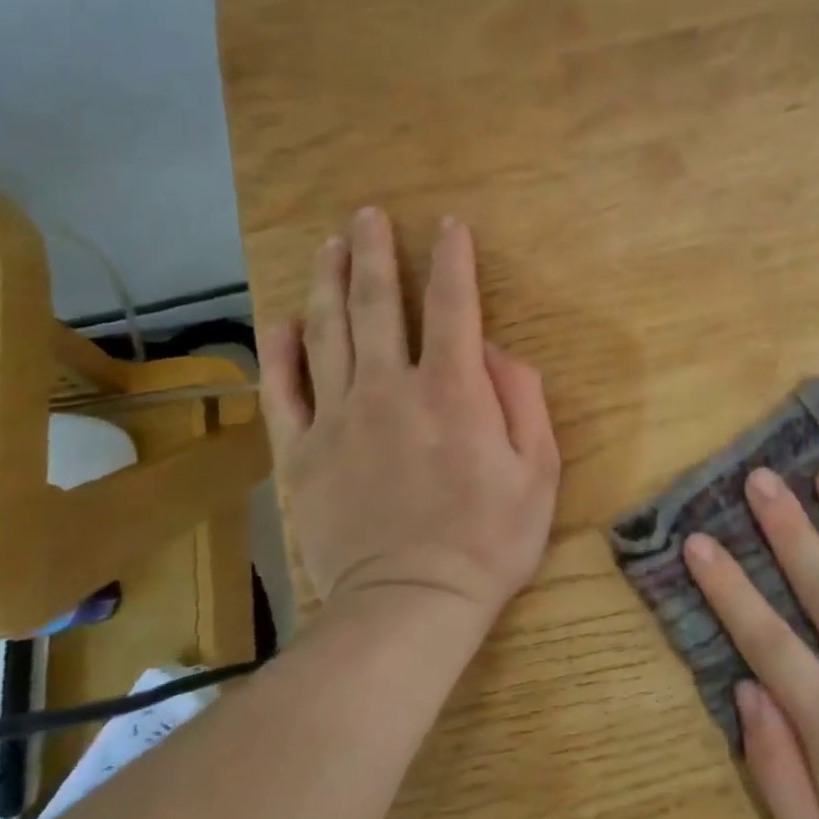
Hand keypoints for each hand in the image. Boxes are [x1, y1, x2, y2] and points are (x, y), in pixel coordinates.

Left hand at [257, 208, 560, 621]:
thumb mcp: (538, 471)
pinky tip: (281, 323)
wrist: (411, 603)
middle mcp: (390, 387)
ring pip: (327, 332)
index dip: (453, 259)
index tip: (449, 225)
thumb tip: (496, 353)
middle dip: (376, 252)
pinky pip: (283, 391)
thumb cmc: (489, 540)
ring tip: (329, 246)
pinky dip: (279, 352)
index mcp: (453, 390)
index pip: (454, 305)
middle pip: (378, 303)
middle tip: (368, 215)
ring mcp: (338, 417)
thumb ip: (522, 400)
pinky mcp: (302, 453)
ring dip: (329, 282)